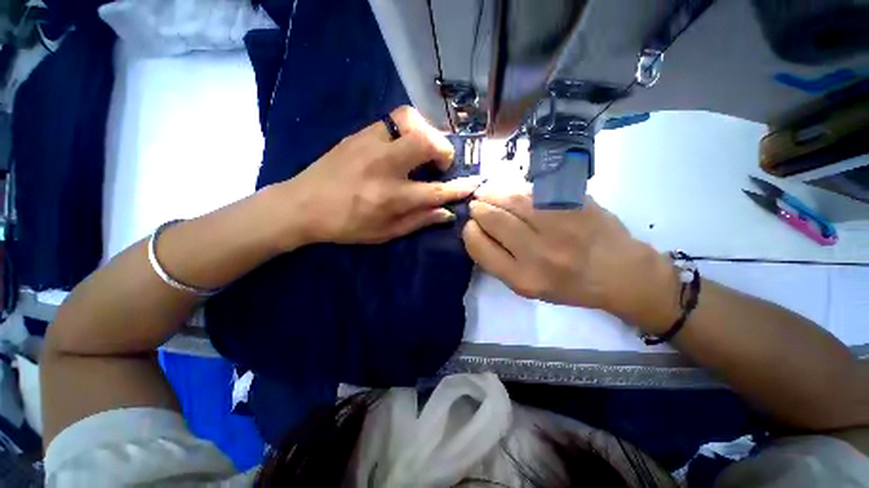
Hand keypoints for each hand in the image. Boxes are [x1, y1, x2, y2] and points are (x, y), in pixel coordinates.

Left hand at [275, 106, 481, 244]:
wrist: (302, 205)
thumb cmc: (346, 225)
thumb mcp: (384, 233)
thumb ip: (418, 222)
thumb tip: (446, 213)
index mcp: (390, 197)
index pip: (436, 190)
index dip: (459, 187)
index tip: (475, 182)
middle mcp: (383, 166)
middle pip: (426, 142)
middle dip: (444, 150)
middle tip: (441, 163)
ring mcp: (369, 144)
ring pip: (410, 120)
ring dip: (426, 132)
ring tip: (423, 150)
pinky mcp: (359, 133)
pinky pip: (393, 121)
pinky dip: (408, 130)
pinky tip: (403, 146)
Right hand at [462, 184, 680, 328]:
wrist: (619, 272)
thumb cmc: (568, 285)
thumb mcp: (526, 287)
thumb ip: (498, 261)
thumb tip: (476, 230)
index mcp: (522, 278)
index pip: (478, 245)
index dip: (469, 231)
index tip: (471, 226)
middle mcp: (538, 252)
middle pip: (491, 218)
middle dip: (478, 208)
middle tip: (477, 204)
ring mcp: (558, 224)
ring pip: (510, 198)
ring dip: (492, 192)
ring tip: (487, 193)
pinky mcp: (574, 204)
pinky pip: (533, 189)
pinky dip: (514, 187)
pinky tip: (510, 191)